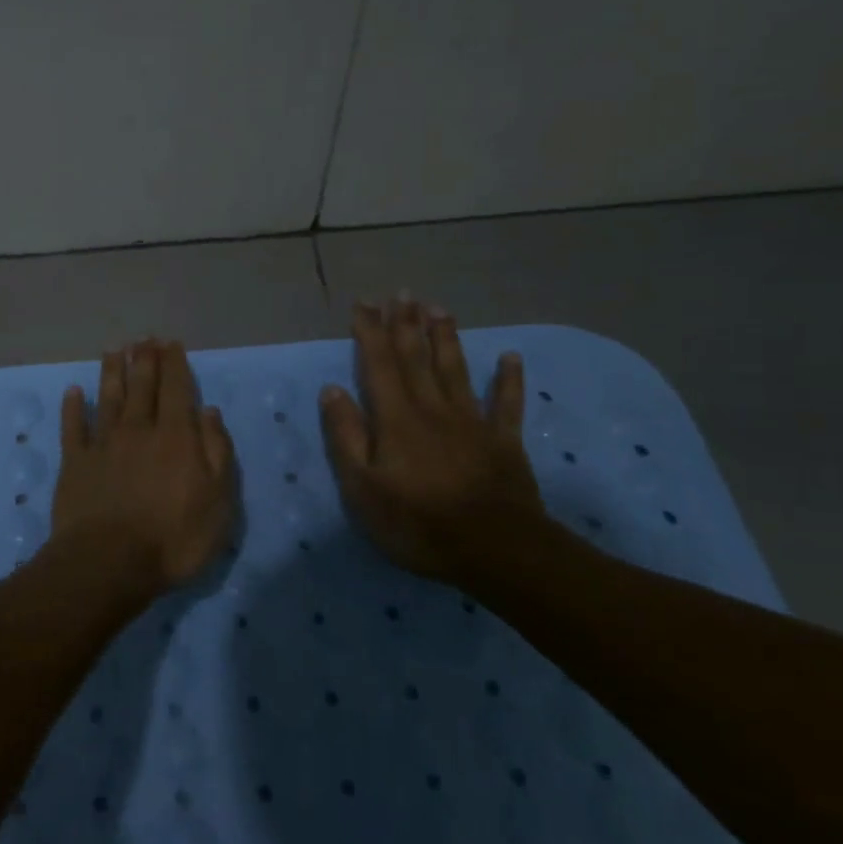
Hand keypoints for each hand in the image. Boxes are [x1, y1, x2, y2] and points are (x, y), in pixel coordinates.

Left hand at [53, 339, 237, 589]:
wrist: (108, 563)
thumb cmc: (173, 538)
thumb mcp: (218, 502)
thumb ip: (217, 453)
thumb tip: (209, 412)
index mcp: (176, 437)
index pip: (177, 390)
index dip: (174, 364)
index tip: (170, 344)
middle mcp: (138, 430)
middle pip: (141, 387)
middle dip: (144, 360)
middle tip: (144, 339)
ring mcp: (103, 444)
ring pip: (108, 398)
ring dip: (111, 372)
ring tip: (113, 350)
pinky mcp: (75, 462)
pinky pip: (73, 427)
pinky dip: (72, 407)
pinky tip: (72, 391)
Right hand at [320, 300, 545, 583]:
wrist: (496, 550)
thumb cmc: (418, 523)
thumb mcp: (363, 488)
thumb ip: (347, 436)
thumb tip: (332, 390)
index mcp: (396, 419)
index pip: (379, 365)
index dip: (370, 332)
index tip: (363, 304)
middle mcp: (433, 409)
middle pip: (417, 358)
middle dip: (406, 324)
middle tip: (402, 292)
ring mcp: (472, 422)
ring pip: (455, 370)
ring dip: (446, 337)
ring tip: (439, 308)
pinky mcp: (504, 442)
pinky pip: (506, 403)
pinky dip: (508, 379)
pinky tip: (510, 357)